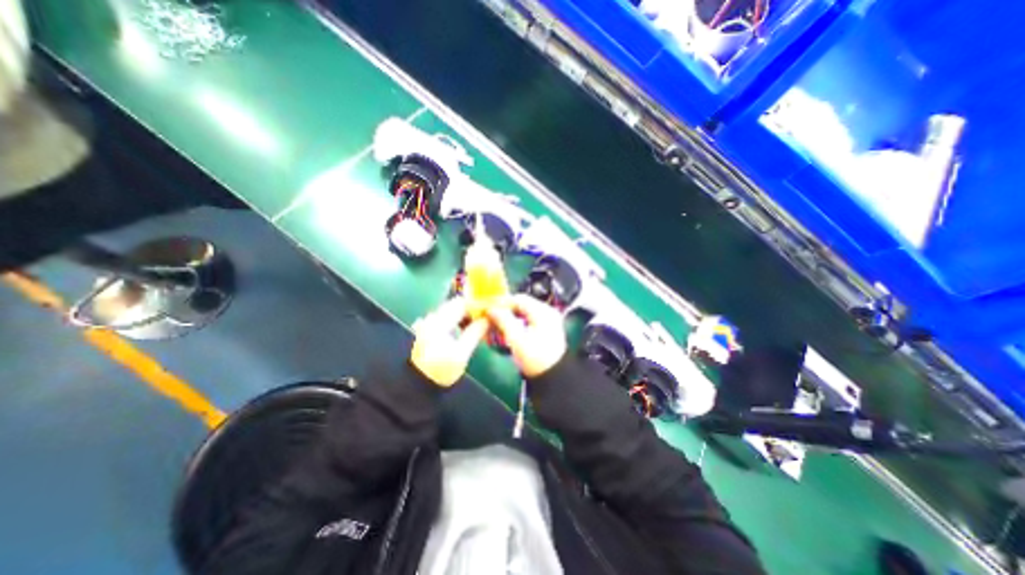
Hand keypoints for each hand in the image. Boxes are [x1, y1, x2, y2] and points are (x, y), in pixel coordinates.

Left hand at [410, 297, 488, 384]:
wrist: (417, 385)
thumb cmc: (441, 370)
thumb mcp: (461, 354)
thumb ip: (475, 333)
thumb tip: (487, 319)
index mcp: (440, 321)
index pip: (462, 303)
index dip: (477, 304)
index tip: (490, 310)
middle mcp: (432, 317)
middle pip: (456, 305)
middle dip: (472, 309)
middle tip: (486, 318)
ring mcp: (428, 323)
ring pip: (451, 311)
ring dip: (465, 315)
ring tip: (478, 324)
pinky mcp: (427, 329)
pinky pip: (446, 318)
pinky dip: (457, 320)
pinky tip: (465, 329)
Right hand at [487, 296, 568, 376]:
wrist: (554, 378)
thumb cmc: (535, 359)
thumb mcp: (517, 339)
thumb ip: (503, 320)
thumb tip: (491, 309)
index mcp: (543, 312)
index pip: (519, 299)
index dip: (501, 302)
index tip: (487, 308)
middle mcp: (547, 312)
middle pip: (521, 304)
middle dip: (505, 309)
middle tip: (490, 316)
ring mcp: (548, 320)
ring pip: (524, 311)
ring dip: (509, 316)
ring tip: (495, 323)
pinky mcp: (546, 329)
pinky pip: (528, 319)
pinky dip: (516, 322)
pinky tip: (507, 329)